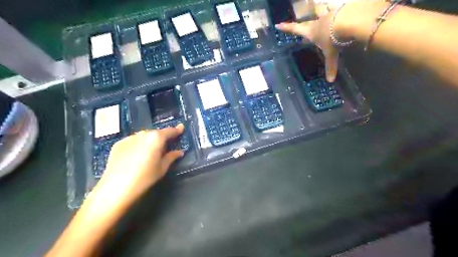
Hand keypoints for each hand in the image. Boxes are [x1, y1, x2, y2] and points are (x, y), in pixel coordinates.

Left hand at [92, 124, 183, 208]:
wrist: (116, 187)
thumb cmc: (145, 177)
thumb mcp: (162, 168)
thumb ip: (172, 157)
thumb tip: (180, 152)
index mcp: (156, 138)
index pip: (169, 131)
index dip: (177, 130)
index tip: (181, 128)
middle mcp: (143, 134)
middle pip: (156, 133)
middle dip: (162, 138)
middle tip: (165, 147)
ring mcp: (129, 138)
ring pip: (144, 136)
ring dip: (149, 141)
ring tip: (150, 152)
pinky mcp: (118, 144)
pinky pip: (133, 141)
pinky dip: (138, 145)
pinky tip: (136, 156)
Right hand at [275, 6, 338, 81]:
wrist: (348, 22)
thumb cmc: (333, 39)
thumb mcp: (331, 55)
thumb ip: (330, 66)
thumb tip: (330, 81)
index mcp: (311, 32)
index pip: (295, 30)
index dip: (286, 28)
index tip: (278, 25)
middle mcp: (317, 23)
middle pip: (307, 21)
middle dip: (302, 22)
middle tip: (300, 22)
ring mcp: (327, 15)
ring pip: (321, 11)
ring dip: (320, 11)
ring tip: (321, 9)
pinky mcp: (339, 11)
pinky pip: (335, 10)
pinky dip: (335, 10)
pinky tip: (339, 11)